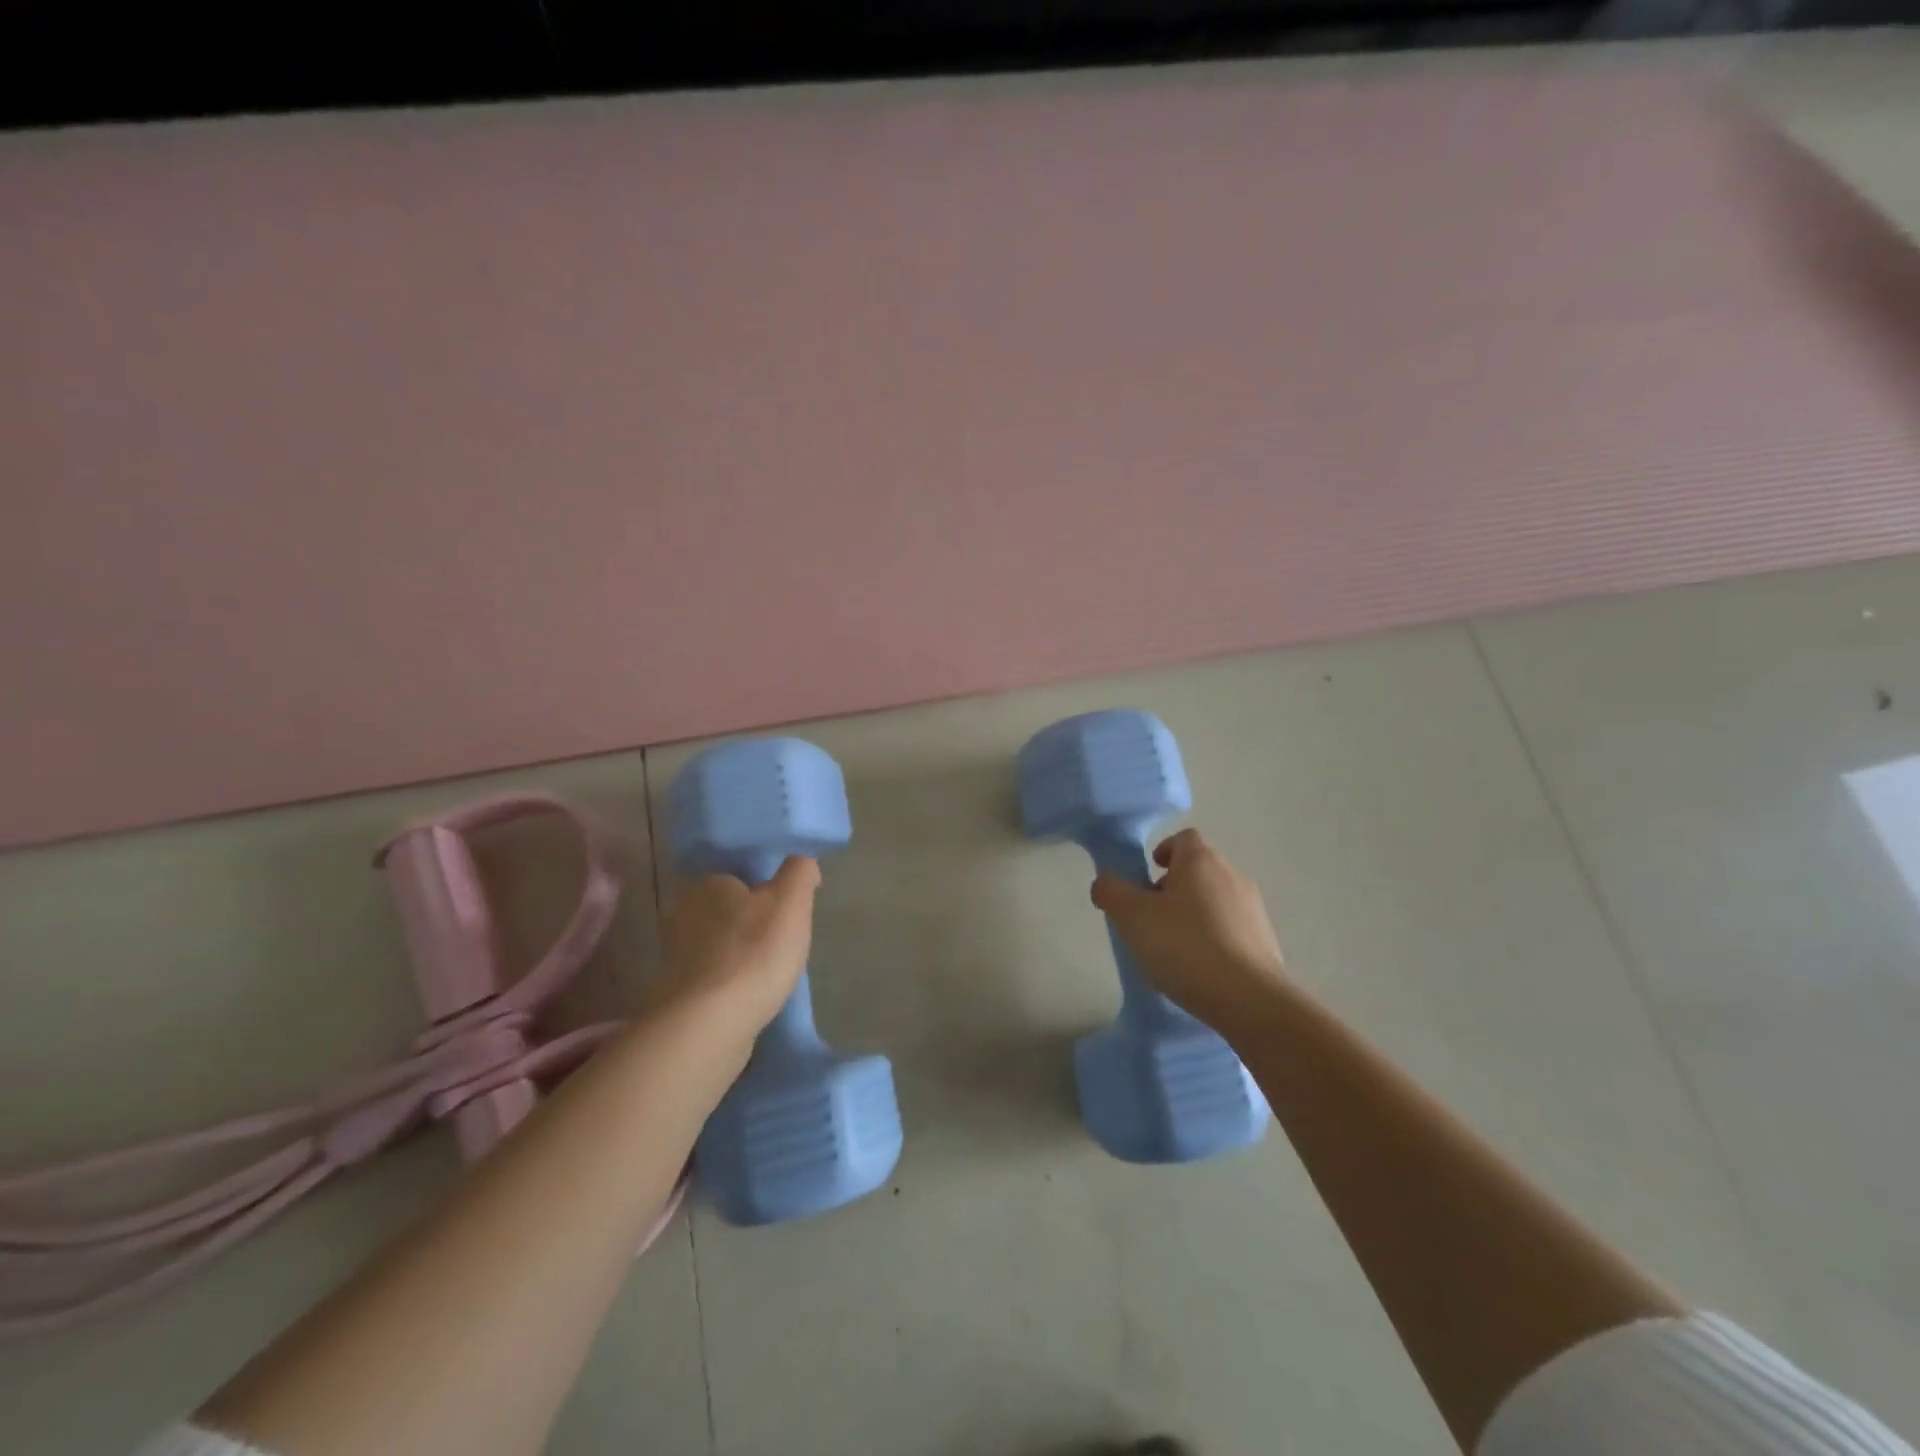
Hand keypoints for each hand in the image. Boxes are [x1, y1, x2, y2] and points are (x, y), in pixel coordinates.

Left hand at [653, 858, 818, 1039]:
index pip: (739, 873)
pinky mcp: (677, 992)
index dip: (765, 888)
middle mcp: (683, 913)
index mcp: (707, 883)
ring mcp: (675, 955)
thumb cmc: (754, 953)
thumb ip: (799, 872)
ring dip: (741, 953)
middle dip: (752, 921)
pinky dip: (731, 980)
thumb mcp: (791, 901)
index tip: (787, 907)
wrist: (710, 1027)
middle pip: (728, 909)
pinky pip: (713, 975)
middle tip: (783, 938)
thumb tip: (802, 861)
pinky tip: (751, 993)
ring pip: (719, 943)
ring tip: (771, 970)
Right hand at [1091, 828, 1288, 1029]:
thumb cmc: (1185, 946)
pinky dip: (1212, 940)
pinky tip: (1198, 970)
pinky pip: (1230, 930)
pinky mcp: (1265, 942)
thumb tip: (1105, 882)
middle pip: (1198, 870)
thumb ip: (1112, 892)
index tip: (1147, 877)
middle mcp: (1231, 876)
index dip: (1163, 852)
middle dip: (1172, 888)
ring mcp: (1253, 909)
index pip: (1183, 838)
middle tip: (1150, 918)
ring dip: (1192, 915)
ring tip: (1172, 950)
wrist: (1250, 999)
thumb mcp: (1132, 917)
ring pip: (1214, 901)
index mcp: (1201, 861)